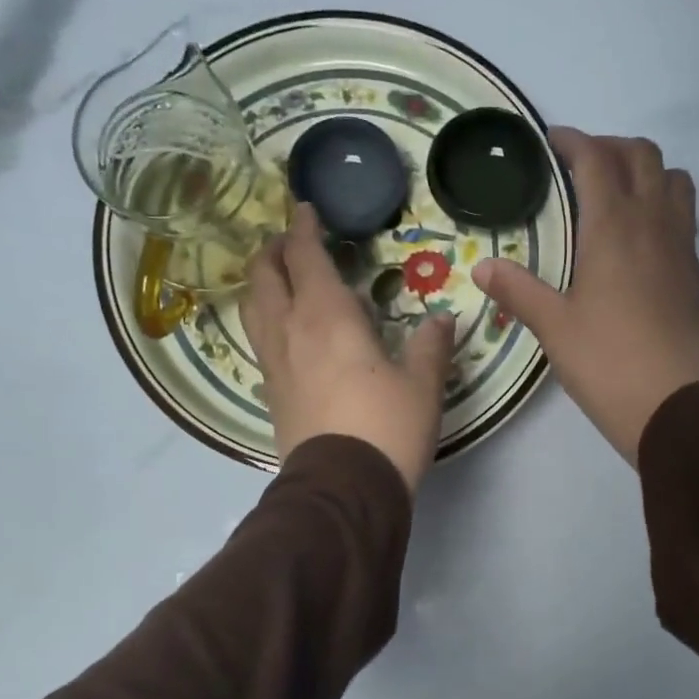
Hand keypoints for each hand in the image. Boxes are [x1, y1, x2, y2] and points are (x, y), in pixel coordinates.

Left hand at [242, 204, 455, 493]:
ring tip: (278, 280)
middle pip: (265, 277)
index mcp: (327, 317)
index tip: (304, 209)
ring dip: (262, 285)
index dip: (303, 228)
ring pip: (254, 309)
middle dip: (274, 251)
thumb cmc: (388, 427)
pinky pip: (261, 344)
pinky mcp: (271, 396)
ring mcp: (274, 365)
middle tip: (290, 242)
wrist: (345, 489)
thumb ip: (431, 346)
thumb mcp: (422, 385)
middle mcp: (290, 332)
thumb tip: (444, 319)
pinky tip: (283, 335)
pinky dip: (266, 323)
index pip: (306, 257)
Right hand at [473, 129, 698, 465]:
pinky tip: (638, 238)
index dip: (572, 141)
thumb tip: (482, 267)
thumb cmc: (605, 362)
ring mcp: (681, 246)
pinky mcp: (694, 273)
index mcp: (614, 227)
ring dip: (645, 171)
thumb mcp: (553, 326)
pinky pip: (683, 216)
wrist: (670, 405)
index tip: (550, 143)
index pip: (596, 159)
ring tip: (616, 194)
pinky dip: (661, 204)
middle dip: (610, 148)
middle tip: (579, 167)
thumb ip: (517, 290)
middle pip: (642, 156)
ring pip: (673, 179)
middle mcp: (653, 223)